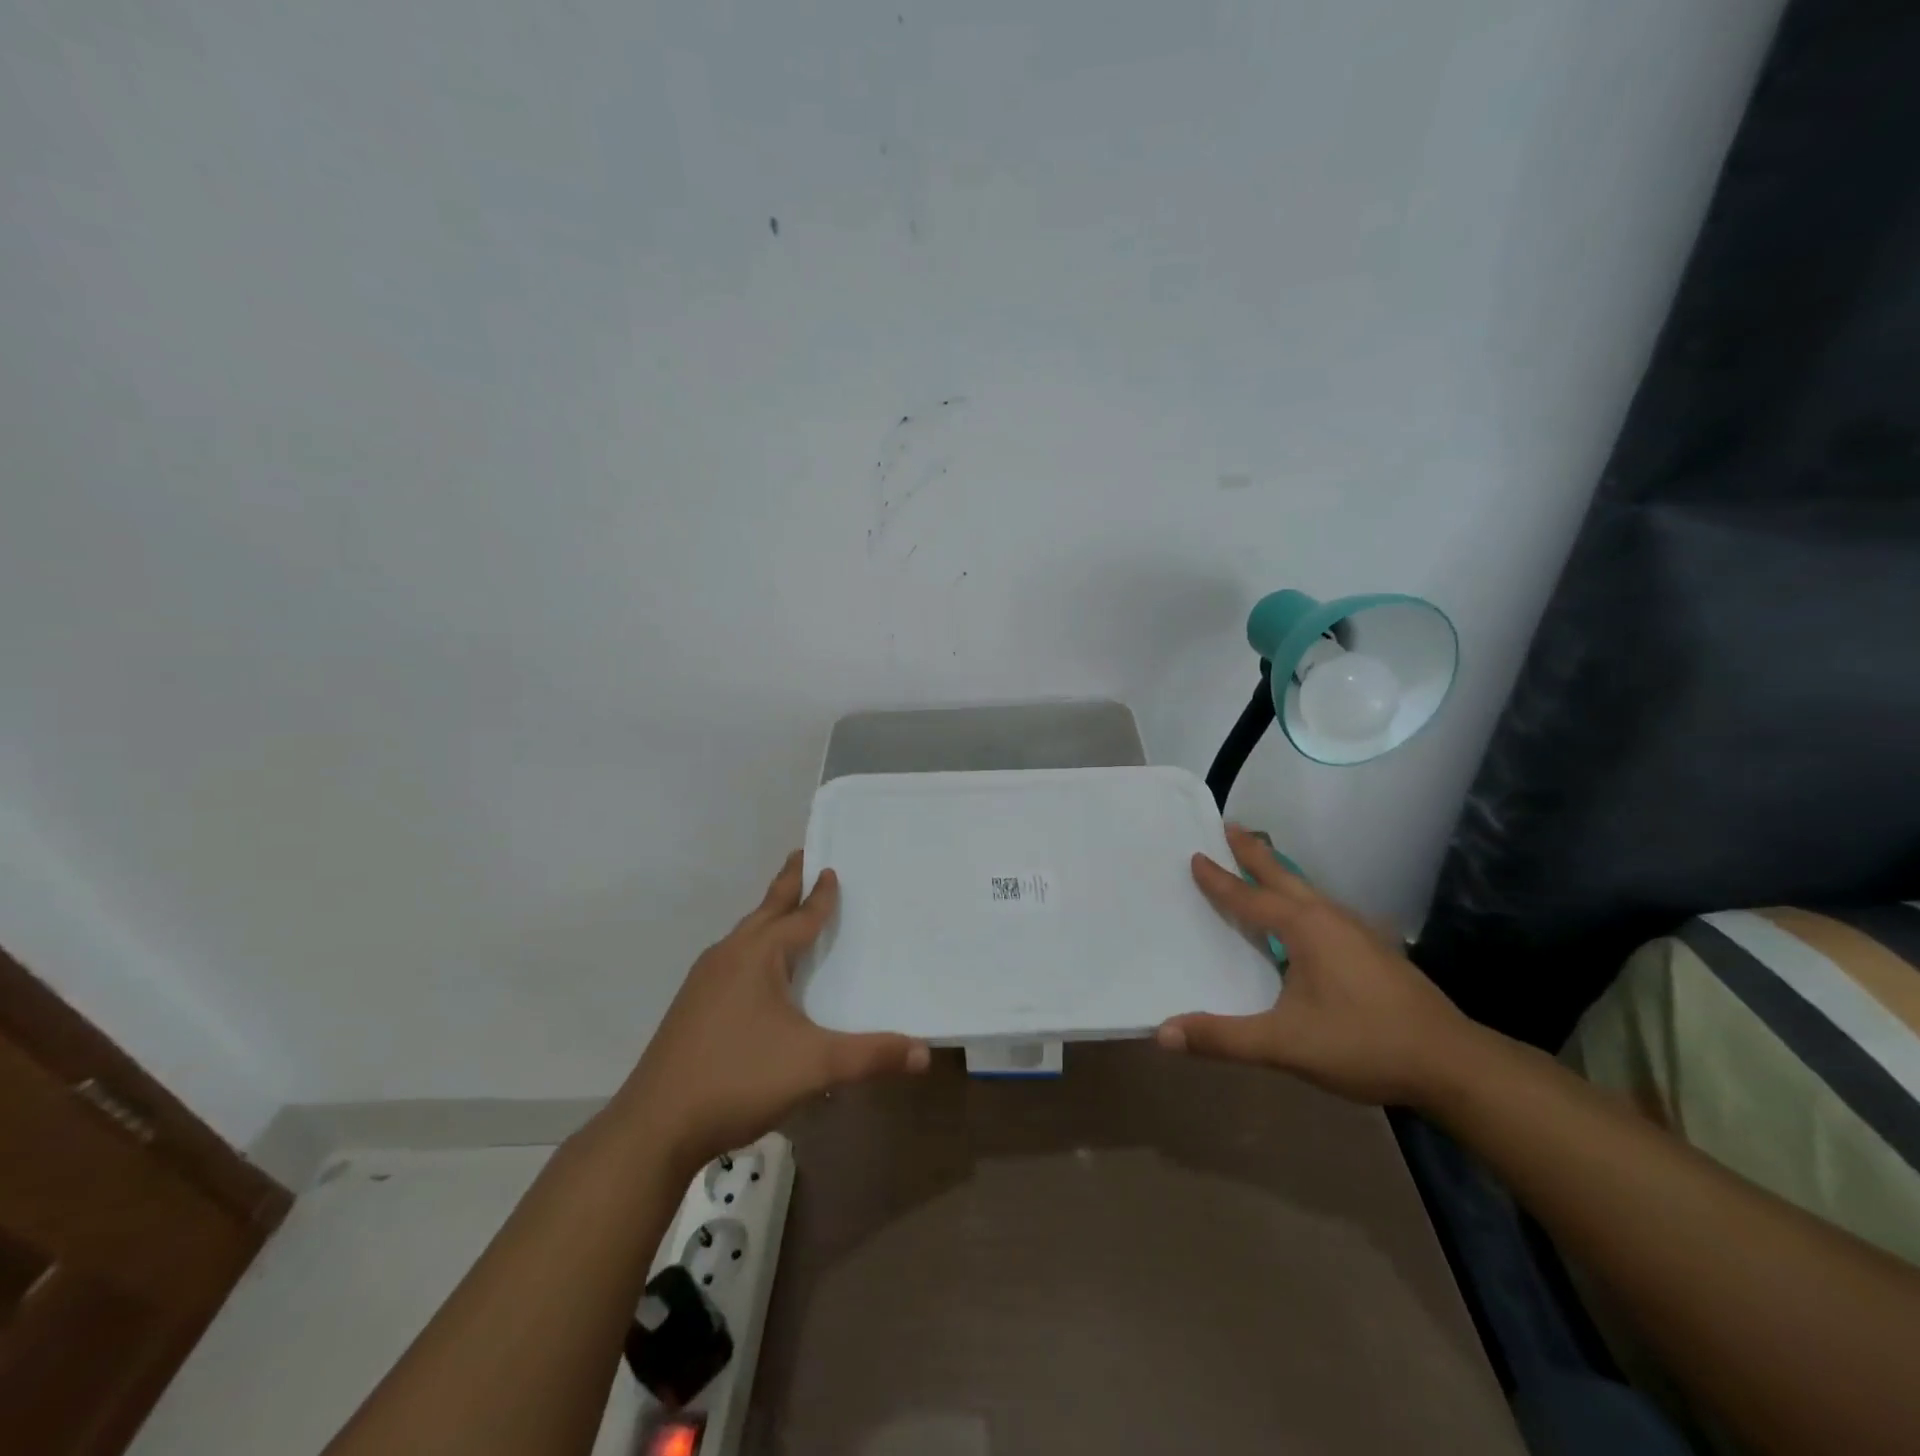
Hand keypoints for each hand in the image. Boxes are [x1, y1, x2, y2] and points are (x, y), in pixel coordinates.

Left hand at [610, 852, 928, 1169]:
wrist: (654, 1127)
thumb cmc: (738, 1079)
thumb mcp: (814, 1065)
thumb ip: (870, 1055)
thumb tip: (924, 1052)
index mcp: (757, 956)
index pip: (799, 917)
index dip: (819, 895)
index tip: (831, 868)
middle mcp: (729, 957)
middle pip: (765, 911)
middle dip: (786, 885)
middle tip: (801, 856)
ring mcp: (704, 982)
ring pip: (745, 937)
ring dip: (768, 917)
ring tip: (784, 910)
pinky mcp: (692, 1008)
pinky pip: (732, 960)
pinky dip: (753, 948)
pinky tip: (757, 974)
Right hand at [1156, 825, 1473, 1105]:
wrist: (1453, 1065)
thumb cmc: (1364, 1044)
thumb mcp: (1286, 1045)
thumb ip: (1223, 1038)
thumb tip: (1162, 1033)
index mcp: (1304, 928)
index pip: (1249, 897)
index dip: (1219, 879)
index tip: (1195, 855)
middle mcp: (1329, 918)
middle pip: (1283, 875)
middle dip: (1254, 851)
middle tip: (1230, 825)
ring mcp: (1358, 932)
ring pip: (1307, 891)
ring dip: (1278, 873)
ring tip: (1260, 865)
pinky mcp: (1374, 950)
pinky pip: (1323, 910)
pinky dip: (1300, 898)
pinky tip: (1304, 920)